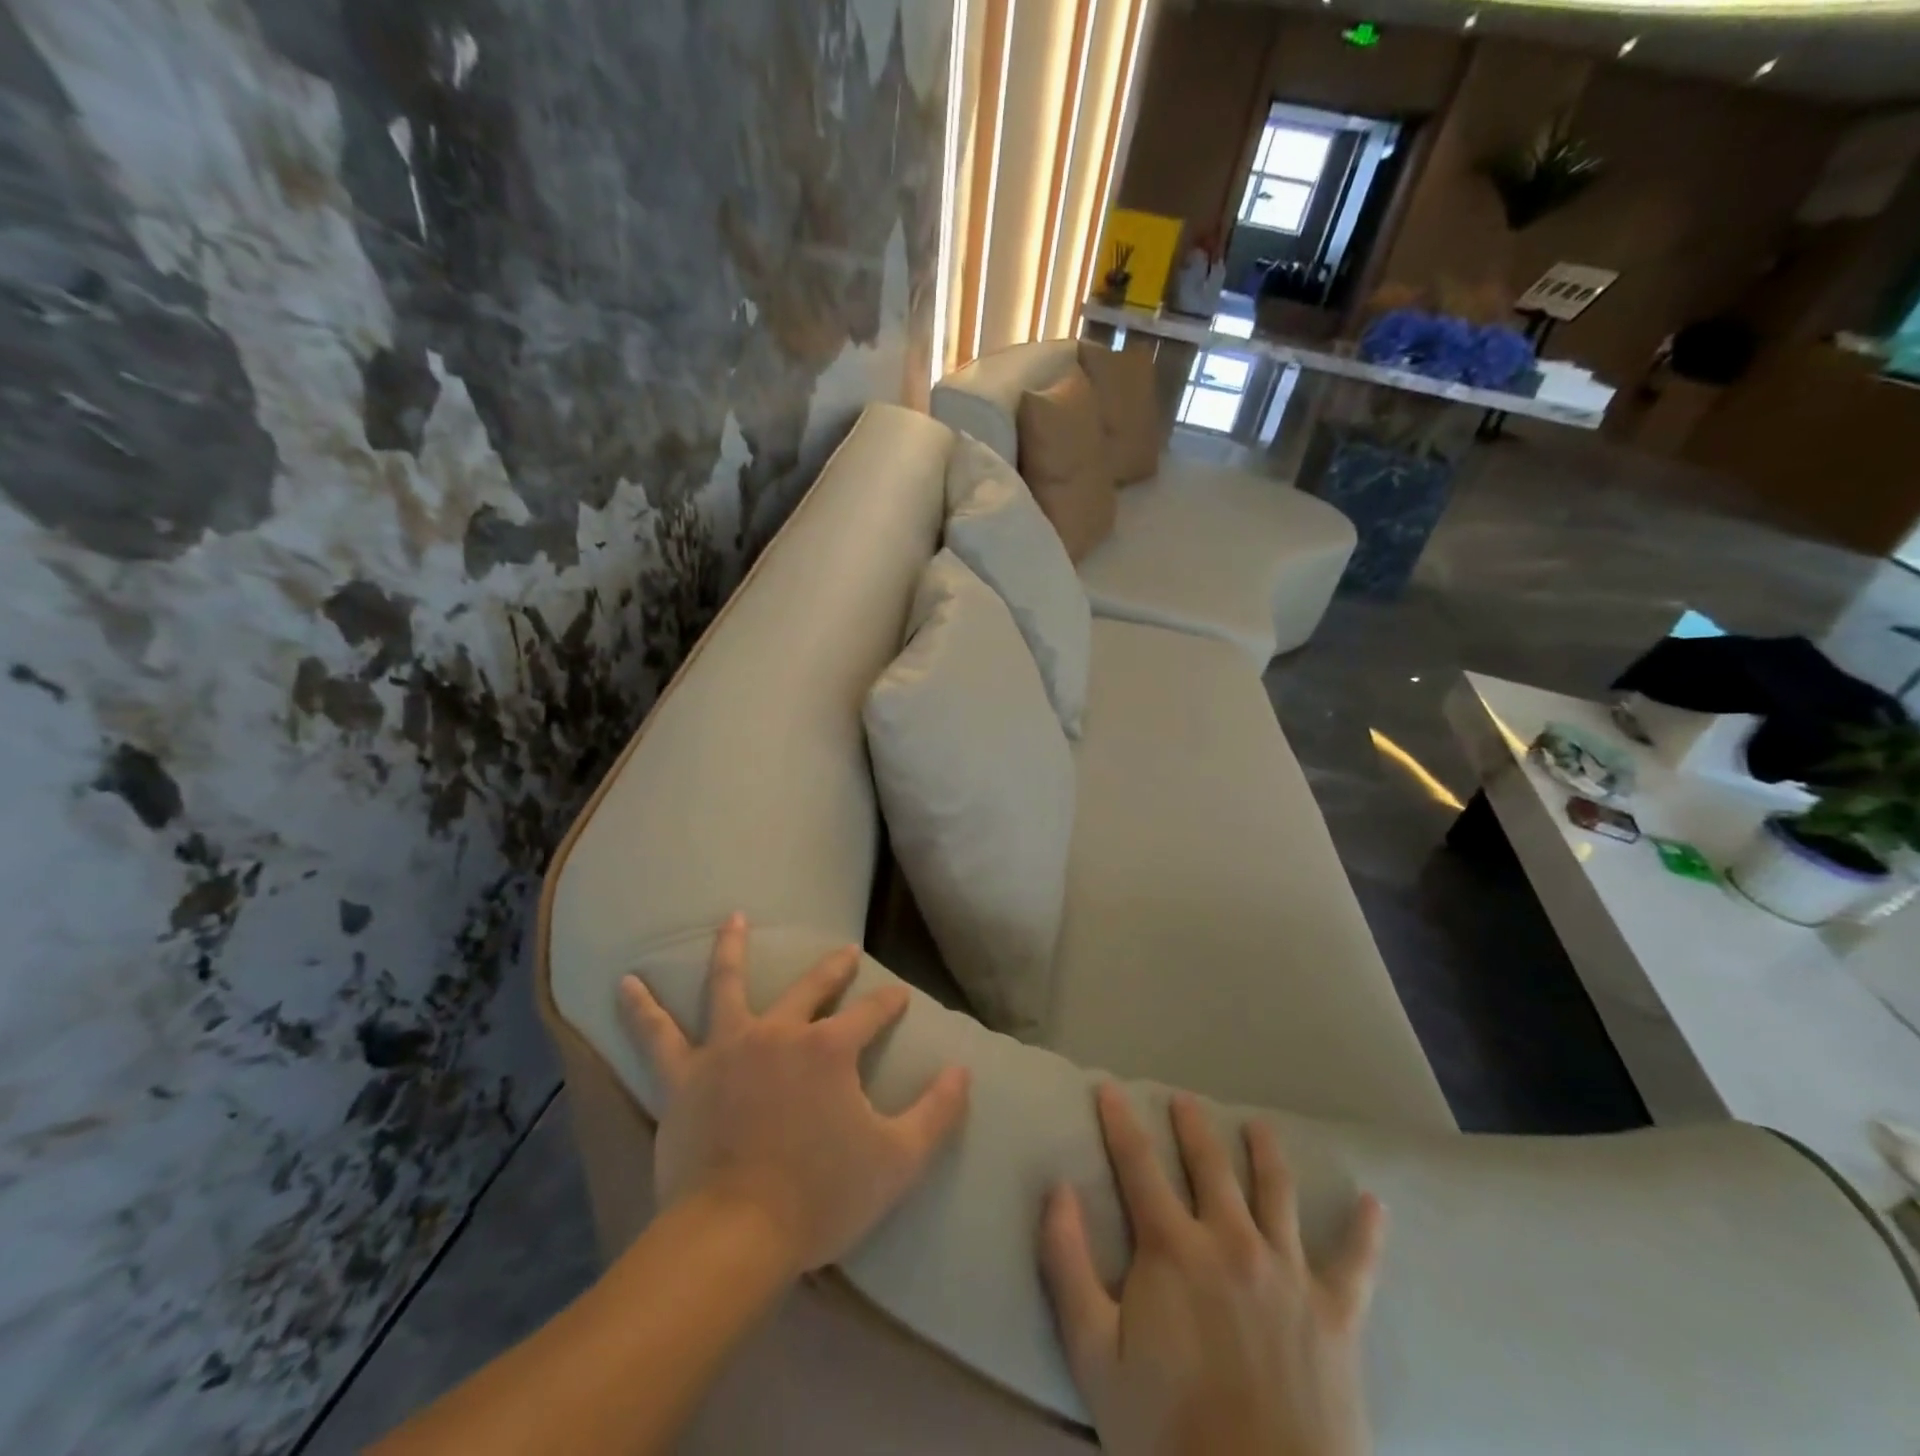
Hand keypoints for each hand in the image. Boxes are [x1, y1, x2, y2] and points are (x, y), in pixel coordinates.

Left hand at [619, 914, 971, 1277]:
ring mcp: (728, 1049)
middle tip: (845, 954)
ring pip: (728, 985)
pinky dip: (640, 1008)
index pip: (871, 1014)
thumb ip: (936, 1112)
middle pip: (811, 989)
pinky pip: (657, 1036)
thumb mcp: (897, 1160)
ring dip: (733, 949)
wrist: (734, 1236)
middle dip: (833, 970)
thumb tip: (963, 1071)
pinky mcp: (684, 1077)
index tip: (899, 995)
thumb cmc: (820, 1197)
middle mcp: (780, 1033)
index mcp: (830, 1049)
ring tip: (733, 919)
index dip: (888, 1003)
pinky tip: (623, 984)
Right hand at [1041, 1084, 1385, 1455]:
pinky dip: (1366, 1232)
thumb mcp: (1093, 1355)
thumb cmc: (1167, 1434)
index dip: (1119, 1121)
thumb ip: (1067, 1264)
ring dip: (1265, 1152)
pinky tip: (1374, 1204)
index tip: (1109, 1087)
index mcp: (1172, 1247)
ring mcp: (1288, 1273)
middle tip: (1184, 1099)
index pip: (1137, 1164)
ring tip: (1259, 1126)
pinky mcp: (1336, 1314)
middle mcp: (1231, 1241)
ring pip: (1276, 1191)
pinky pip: (1356, 1264)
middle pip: (1209, 1165)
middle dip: (1192, 1126)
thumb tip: (1058, 1189)